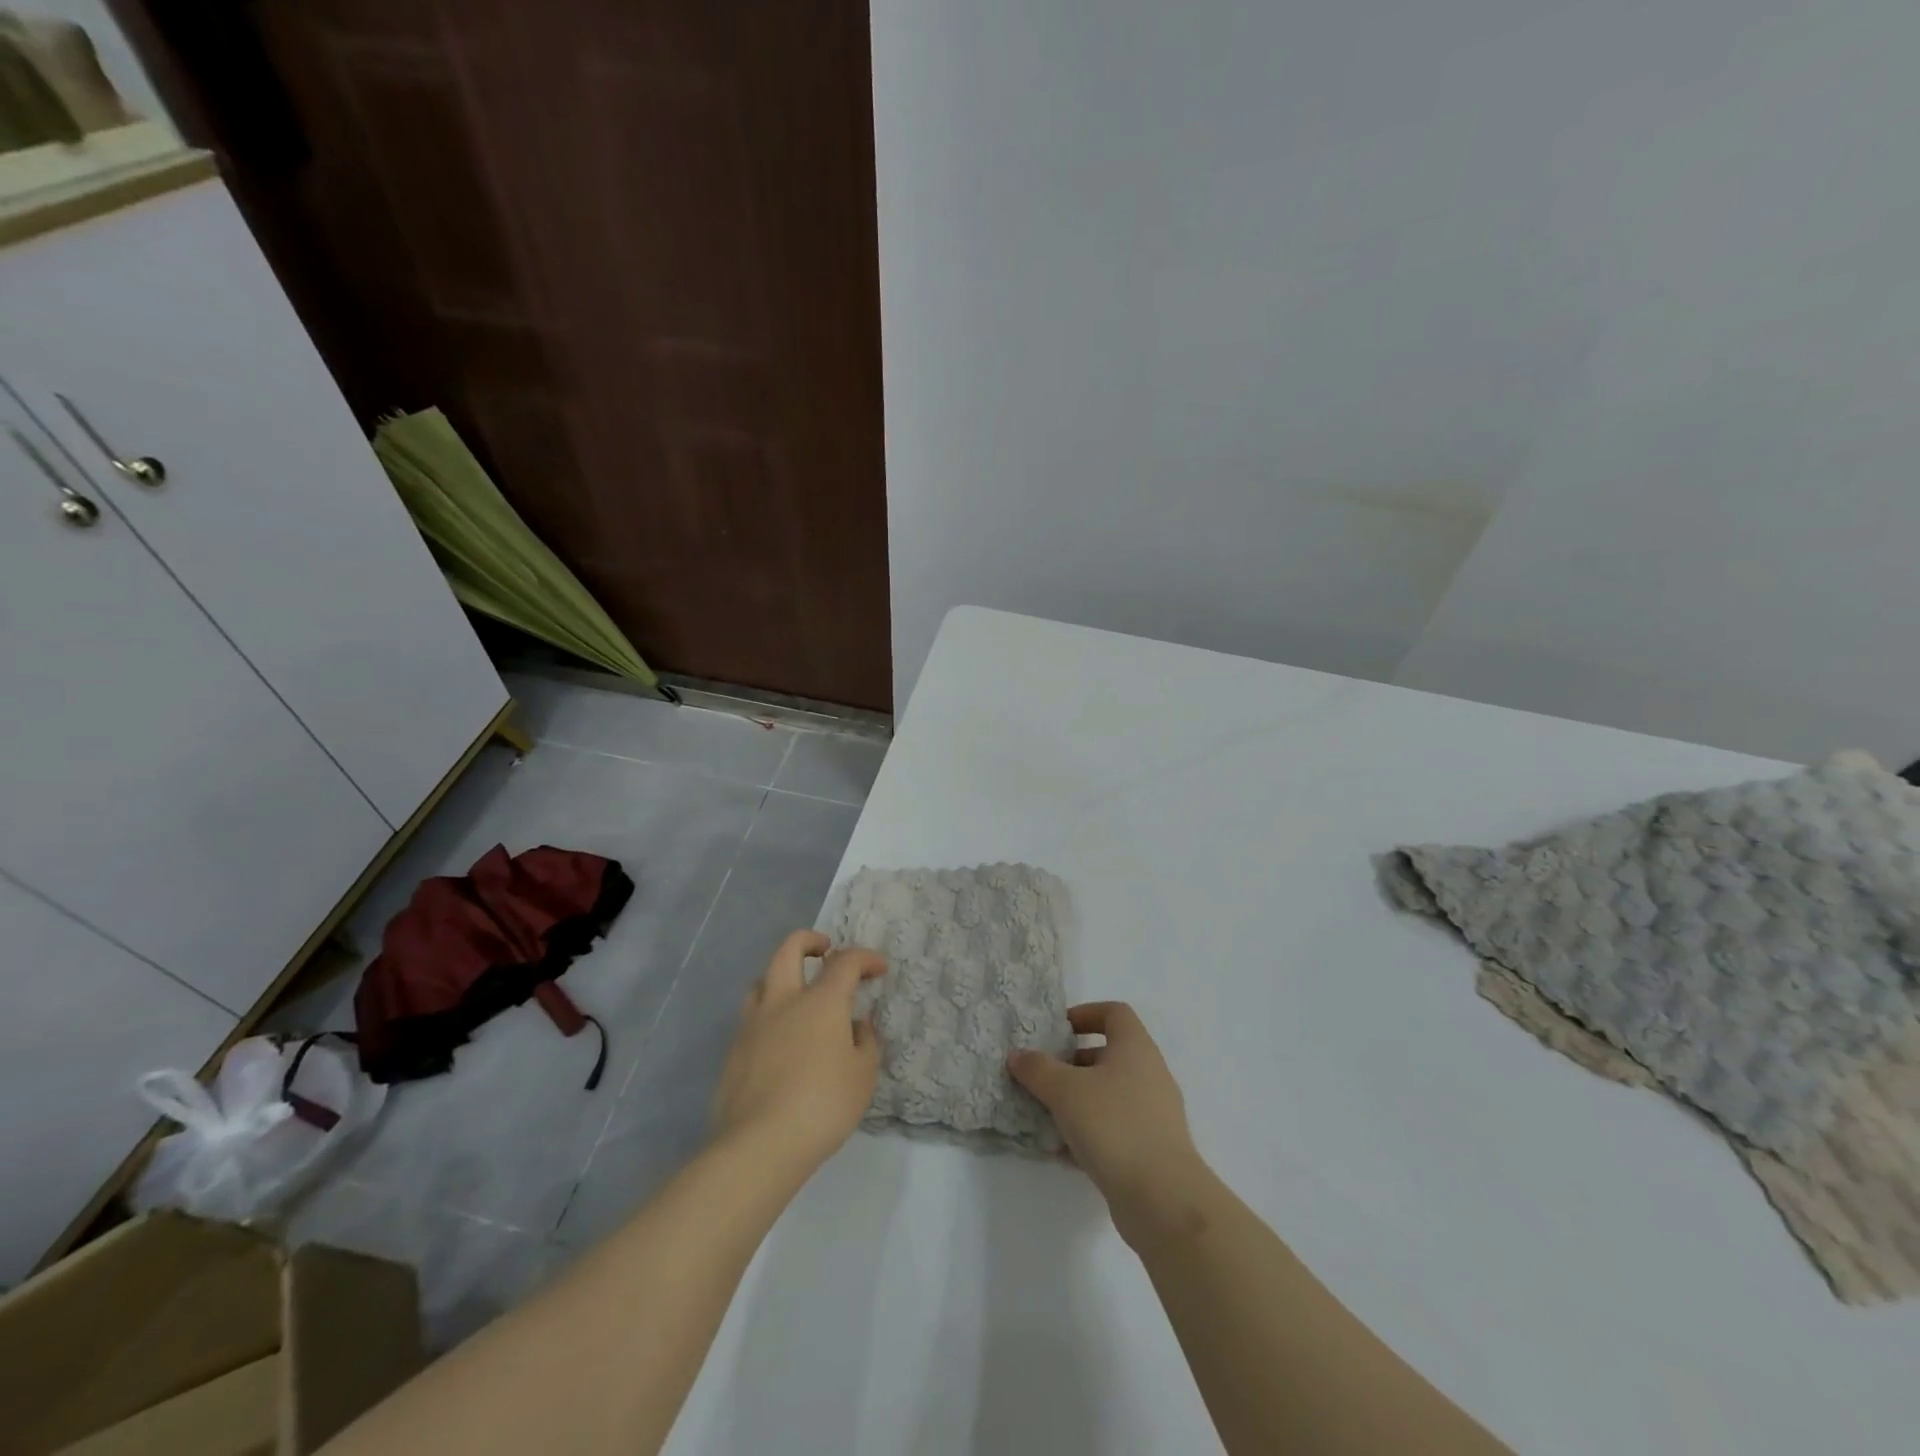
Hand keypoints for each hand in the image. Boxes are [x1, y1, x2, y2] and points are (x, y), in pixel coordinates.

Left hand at [712, 930, 886, 1177]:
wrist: (759, 1145)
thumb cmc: (823, 1105)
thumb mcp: (862, 1075)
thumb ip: (865, 1042)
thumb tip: (856, 1025)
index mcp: (820, 1001)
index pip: (845, 962)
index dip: (865, 958)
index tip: (878, 969)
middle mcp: (784, 1001)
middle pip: (789, 950)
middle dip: (809, 940)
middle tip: (825, 949)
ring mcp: (753, 1025)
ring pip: (762, 980)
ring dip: (781, 975)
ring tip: (796, 992)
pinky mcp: (733, 1052)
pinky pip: (751, 1017)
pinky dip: (768, 1014)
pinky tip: (779, 1039)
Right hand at [1009, 1002, 1211, 1243]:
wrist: (1163, 1199)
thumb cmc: (1114, 1126)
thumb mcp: (1065, 1091)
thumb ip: (1038, 1069)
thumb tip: (1018, 1055)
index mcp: (1135, 1048)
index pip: (1114, 1013)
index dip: (1085, 1013)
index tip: (1058, 1029)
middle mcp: (1150, 1073)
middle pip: (1109, 1054)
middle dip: (1073, 1062)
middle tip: (1044, 1074)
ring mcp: (1154, 1113)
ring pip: (1110, 1094)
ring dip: (1078, 1100)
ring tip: (1046, 1114)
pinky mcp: (1152, 1149)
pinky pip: (1115, 1129)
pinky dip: (1090, 1133)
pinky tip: (1063, 1151)